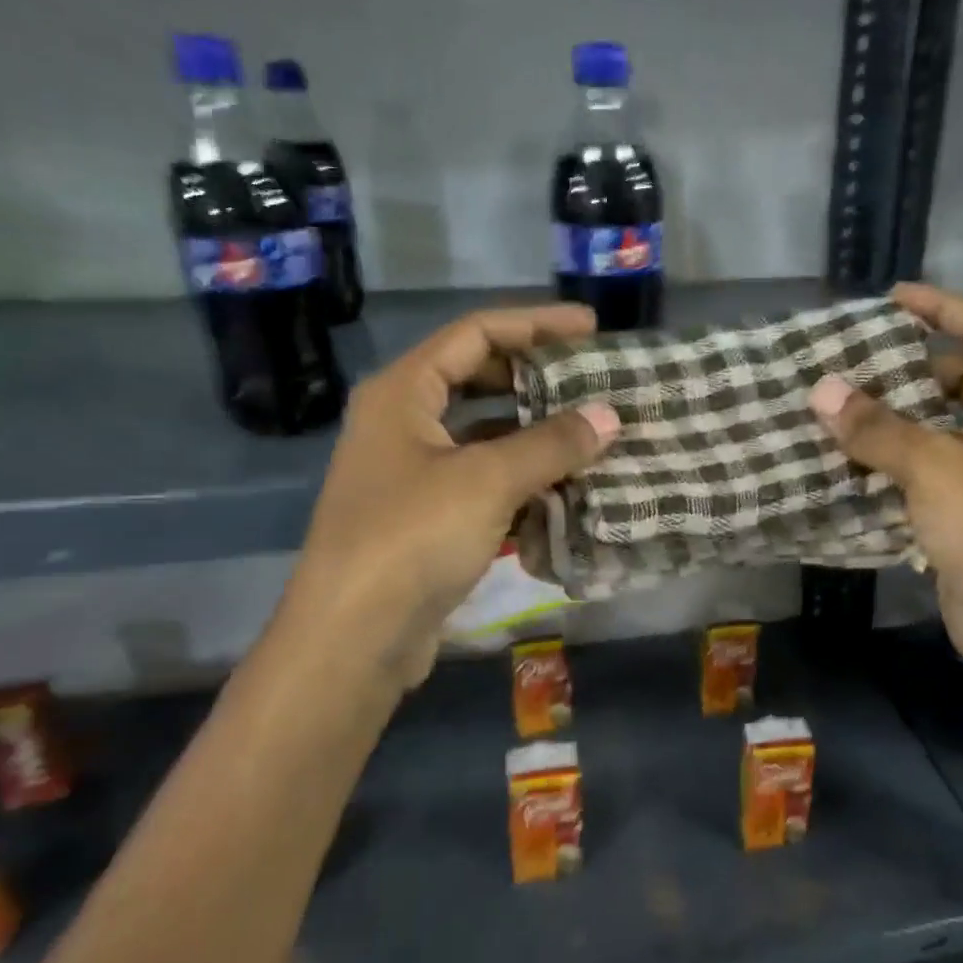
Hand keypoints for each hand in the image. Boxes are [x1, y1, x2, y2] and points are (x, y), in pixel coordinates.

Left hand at [282, 304, 618, 689]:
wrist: (353, 638)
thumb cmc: (412, 538)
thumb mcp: (487, 481)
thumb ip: (552, 444)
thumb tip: (609, 416)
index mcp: (403, 392)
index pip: (476, 333)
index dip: (535, 323)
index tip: (590, 327)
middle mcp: (403, 422)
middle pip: (479, 379)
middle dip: (537, 378)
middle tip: (594, 381)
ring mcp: (414, 472)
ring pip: (485, 434)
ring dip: (535, 433)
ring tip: (592, 432)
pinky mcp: (428, 516)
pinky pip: (485, 479)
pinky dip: (523, 478)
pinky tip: (566, 486)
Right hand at [808, 283, 962, 677]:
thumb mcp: (933, 465)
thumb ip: (875, 426)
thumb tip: (821, 389)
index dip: (943, 307)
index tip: (893, 299)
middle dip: (912, 367)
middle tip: (855, 359)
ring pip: (946, 425)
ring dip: (900, 416)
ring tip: (844, 405)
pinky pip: (935, 465)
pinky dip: (900, 457)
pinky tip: (856, 457)